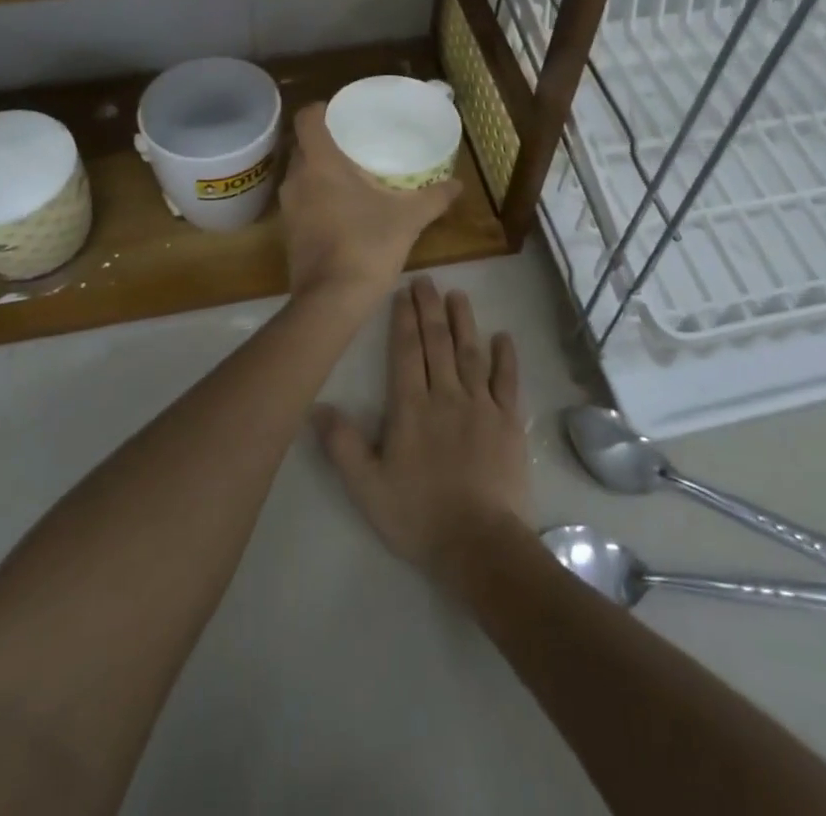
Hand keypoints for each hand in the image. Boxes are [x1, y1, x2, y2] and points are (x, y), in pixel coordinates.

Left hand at [280, 104, 461, 302]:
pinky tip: (344, 209)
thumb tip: (459, 184)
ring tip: (353, 175)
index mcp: (320, 163)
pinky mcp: (288, 232)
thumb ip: (434, 197)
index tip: (344, 114)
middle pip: (305, 145)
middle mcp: (297, 178)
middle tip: (358, 144)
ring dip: (322, 172)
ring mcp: (288, 207)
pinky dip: (318, 197)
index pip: (307, 118)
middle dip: (327, 142)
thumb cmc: (367, 245)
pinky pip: (302, 200)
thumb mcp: (409, 218)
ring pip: (303, 175)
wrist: (331, 301)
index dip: (322, 109)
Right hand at [315, 279, 529, 580]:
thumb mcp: (367, 487)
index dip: (404, 319)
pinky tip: (503, 336)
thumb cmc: (418, 516)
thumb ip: (342, 445)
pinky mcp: (508, 422)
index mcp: (411, 407)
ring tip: (459, 295)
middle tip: (427, 280)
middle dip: (431, 309)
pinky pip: (508, 381)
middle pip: (438, 343)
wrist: (479, 544)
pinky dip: (505, 357)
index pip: (406, 351)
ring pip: (471, 352)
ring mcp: (481, 406)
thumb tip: (316, 406)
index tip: (404, 292)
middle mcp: (446, 395)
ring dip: (464, 321)